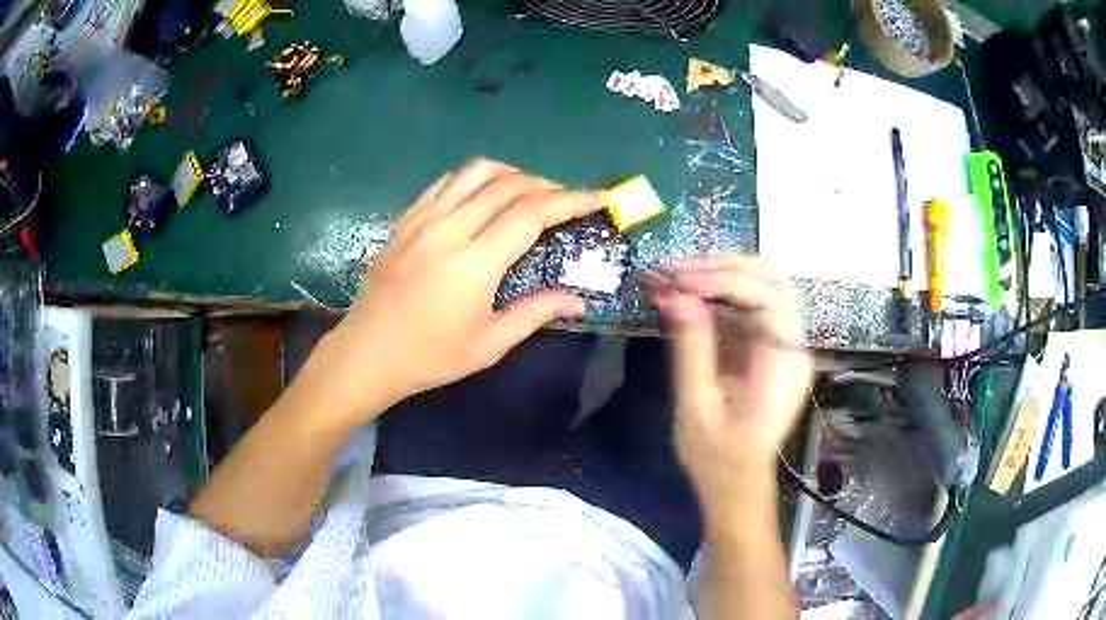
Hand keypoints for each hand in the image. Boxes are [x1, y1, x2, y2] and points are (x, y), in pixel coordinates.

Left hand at [307, 158, 602, 424]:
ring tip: (528, 190)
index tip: (597, 198)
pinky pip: (445, 183)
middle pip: (507, 185)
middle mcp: (449, 229)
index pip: (531, 214)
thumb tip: (578, 300)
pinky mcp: (405, 220)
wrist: (367, 353)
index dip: (571, 200)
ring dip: (510, 173)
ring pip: (474, 172)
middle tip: (566, 199)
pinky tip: (482, 195)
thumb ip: (535, 313)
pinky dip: (473, 180)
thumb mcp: (488, 345)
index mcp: (474, 263)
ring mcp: (422, 220)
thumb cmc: (429, 356)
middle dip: (546, 184)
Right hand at [649, 255, 812, 520]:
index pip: (768, 298)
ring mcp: (781, 344)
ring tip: (675, 277)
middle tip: (675, 270)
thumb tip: (675, 297)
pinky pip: (746, 306)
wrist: (737, 484)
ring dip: (719, 274)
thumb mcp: (697, 408)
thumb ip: (691, 349)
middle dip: (724, 266)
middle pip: (772, 279)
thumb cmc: (719, 459)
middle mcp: (791, 346)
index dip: (725, 280)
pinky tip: (685, 295)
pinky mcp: (765, 347)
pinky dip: (716, 294)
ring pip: (761, 285)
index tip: (680, 282)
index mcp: (784, 365)